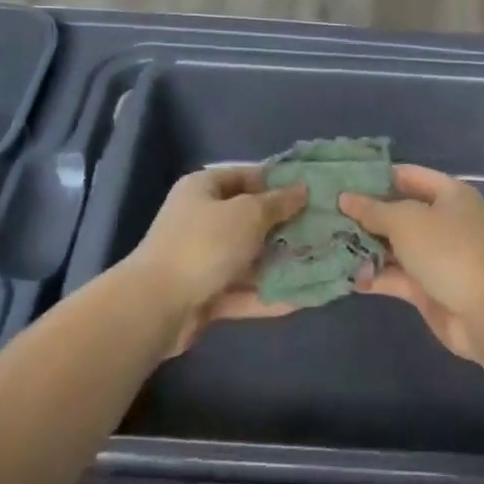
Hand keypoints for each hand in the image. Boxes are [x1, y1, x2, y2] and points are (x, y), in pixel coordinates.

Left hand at [122, 166, 306, 355]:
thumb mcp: (248, 214)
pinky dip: (269, 294)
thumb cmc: (205, 244)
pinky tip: (304, 298)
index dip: (279, 182)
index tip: (313, 190)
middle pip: (250, 219)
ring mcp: (203, 259)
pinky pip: (244, 290)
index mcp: (204, 189)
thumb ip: (278, 203)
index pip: (247, 176)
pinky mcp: (206, 294)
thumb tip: (301, 189)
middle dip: (286, 226)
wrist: (157, 306)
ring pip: (250, 258)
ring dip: (281, 262)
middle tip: (326, 229)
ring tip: (323, 263)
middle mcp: (202, 220)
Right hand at [341, 164, 483, 360]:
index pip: (406, 175)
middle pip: (398, 212)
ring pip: (394, 246)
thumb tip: (345, 198)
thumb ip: (373, 210)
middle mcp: (443, 221)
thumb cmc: (449, 251)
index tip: (338, 180)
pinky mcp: (427, 288)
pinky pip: (395, 276)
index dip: (374, 177)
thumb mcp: (407, 221)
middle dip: (363, 215)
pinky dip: (374, 275)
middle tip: (322, 214)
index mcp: (448, 195)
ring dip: (364, 247)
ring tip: (324, 243)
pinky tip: (344, 276)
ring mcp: (435, 256)